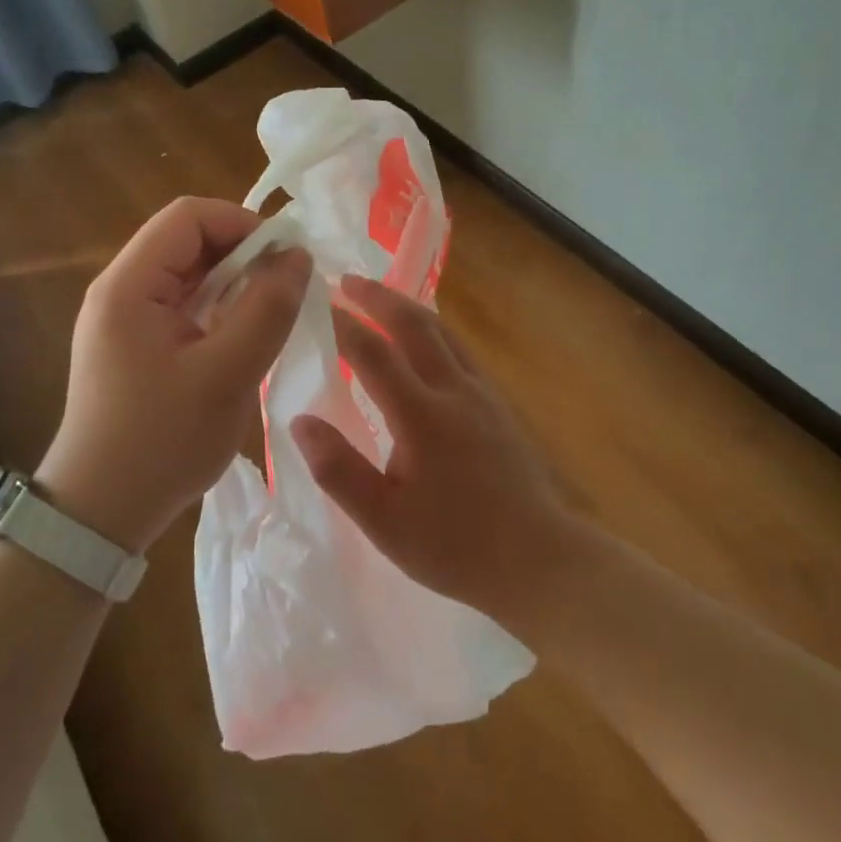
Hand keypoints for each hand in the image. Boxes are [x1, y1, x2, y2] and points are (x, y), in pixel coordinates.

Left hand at [38, 196, 309, 555]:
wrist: (99, 514)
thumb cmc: (161, 443)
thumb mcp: (227, 374)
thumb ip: (267, 310)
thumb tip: (298, 256)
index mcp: (129, 285)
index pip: (188, 217)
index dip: (243, 223)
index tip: (286, 258)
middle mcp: (120, 290)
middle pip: (187, 242)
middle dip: (243, 254)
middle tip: (287, 288)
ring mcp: (124, 319)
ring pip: (189, 275)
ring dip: (234, 284)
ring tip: (273, 313)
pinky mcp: (134, 345)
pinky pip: (183, 306)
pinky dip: (219, 310)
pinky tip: (244, 337)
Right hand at [291, 275, 575, 624]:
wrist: (540, 560)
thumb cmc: (456, 547)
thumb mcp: (385, 522)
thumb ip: (339, 470)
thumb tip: (300, 421)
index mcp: (422, 416)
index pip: (373, 353)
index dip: (341, 325)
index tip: (314, 304)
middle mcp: (454, 390)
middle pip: (414, 324)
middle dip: (378, 297)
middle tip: (347, 280)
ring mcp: (482, 393)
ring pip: (442, 331)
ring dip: (407, 307)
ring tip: (380, 297)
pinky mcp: (498, 403)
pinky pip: (458, 348)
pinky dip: (431, 329)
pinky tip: (423, 339)